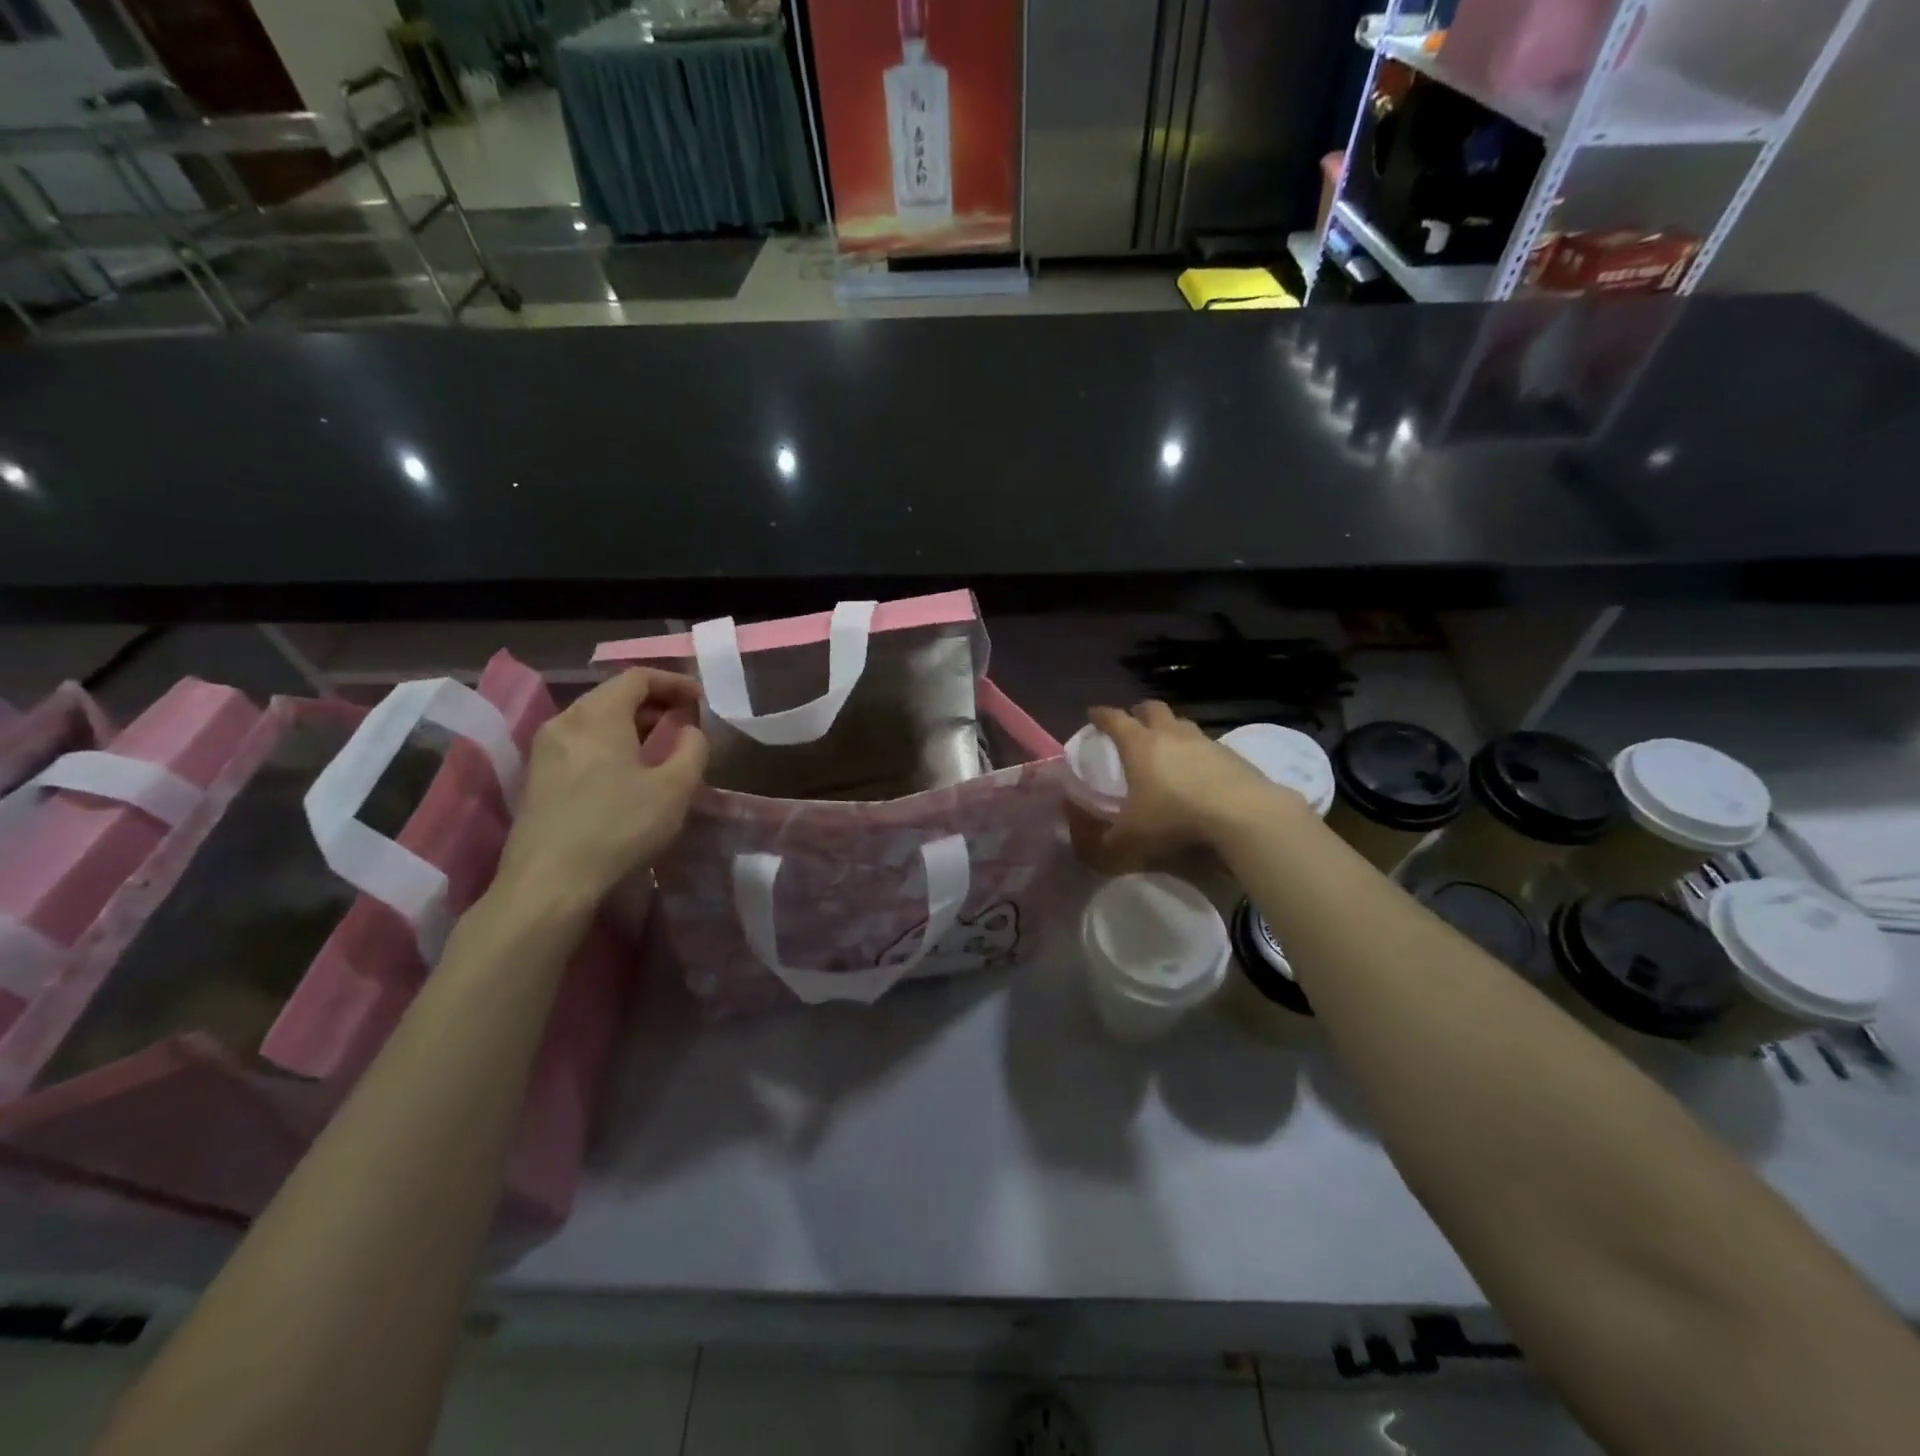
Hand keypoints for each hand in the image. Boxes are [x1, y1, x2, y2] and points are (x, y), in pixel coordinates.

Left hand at [492, 669, 709, 918]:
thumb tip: (689, 730)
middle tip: (685, 722)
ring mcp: (544, 750)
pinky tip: (627, 772)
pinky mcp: (537, 778)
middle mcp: (565, 721)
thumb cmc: (618, 827)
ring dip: (632, 725)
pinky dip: (610, 743)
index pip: (637, 677)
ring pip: (595, 720)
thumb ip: (693, 749)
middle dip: (654, 703)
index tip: (700, 700)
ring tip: (661, 747)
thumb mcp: (675, 789)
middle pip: (613, 695)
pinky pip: (581, 743)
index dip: (674, 682)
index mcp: (598, 715)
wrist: (548, 882)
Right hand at [1084, 701, 1303, 866]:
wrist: (1243, 816)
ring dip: (1171, 730)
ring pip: (1183, 725)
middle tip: (1132, 724)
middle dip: (1139, 713)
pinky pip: (1208, 747)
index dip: (1101, 716)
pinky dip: (1198, 754)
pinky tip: (1198, 774)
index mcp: (1139, 745)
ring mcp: (1206, 743)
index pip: (1114, 719)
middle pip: (1153, 709)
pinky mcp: (1233, 757)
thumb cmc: (1174, 819)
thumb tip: (1080, 841)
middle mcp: (1171, 735)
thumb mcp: (1127, 843)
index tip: (1093, 715)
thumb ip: (1098, 845)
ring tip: (1166, 748)